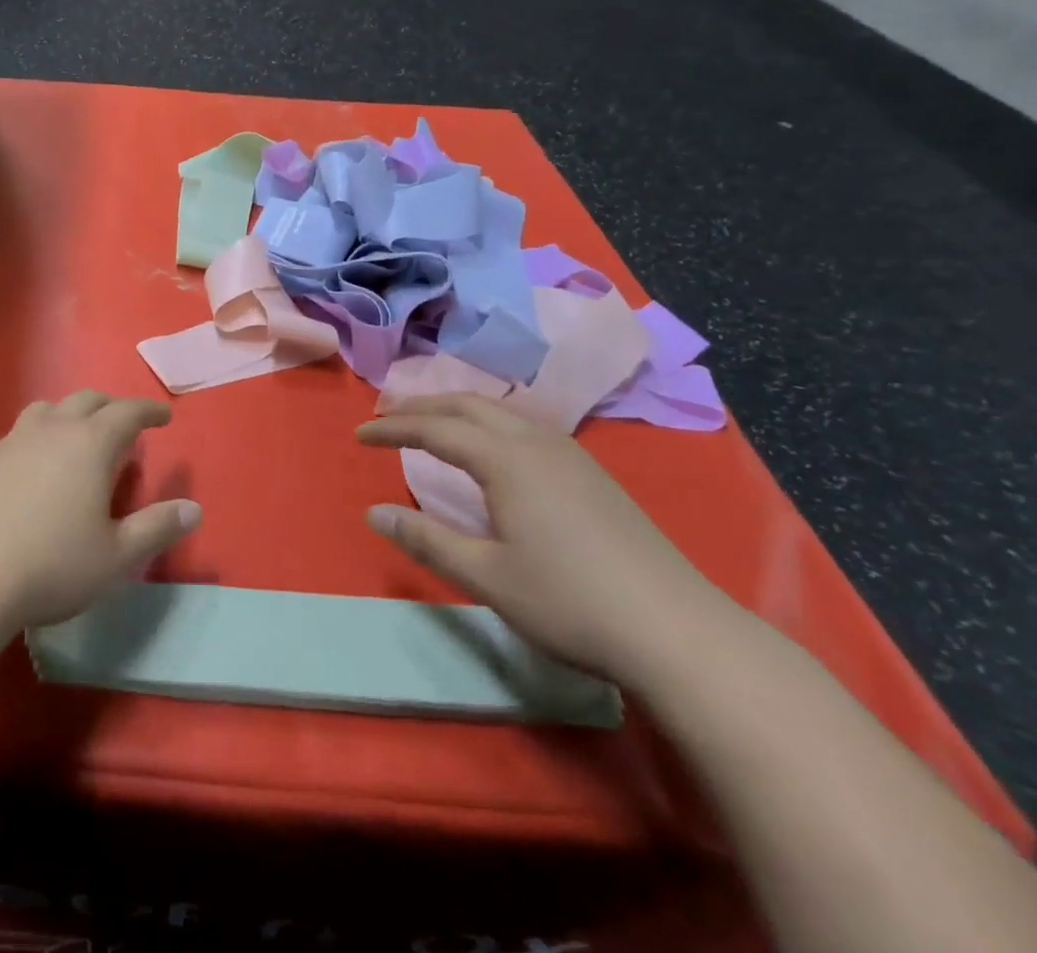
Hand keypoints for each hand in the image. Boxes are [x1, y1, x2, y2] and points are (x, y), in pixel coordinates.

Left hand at [0, 391, 201, 633]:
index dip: (149, 411)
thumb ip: (157, 529)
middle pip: (87, 401)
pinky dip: (41, 435)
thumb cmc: (51, 566)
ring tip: (78, 438)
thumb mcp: (116, 557)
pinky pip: (21, 432)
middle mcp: (52, 430)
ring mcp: (12, 441)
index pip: (127, 412)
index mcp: (90, 444)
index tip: (164, 415)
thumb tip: (193, 509)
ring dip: (71, 414)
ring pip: (48, 409)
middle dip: (112, 408)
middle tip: (126, 426)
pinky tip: (36, 467)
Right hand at [358, 394, 730, 685]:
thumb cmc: (569, 601)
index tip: (359, 435)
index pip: (435, 429)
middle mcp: (535, 442)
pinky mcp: (592, 473)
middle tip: (386, 417)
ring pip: (500, 411)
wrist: (678, 631)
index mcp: (505, 460)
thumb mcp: (486, 576)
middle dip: (422, 406)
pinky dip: (487, 423)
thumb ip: (426, 540)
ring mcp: (570, 455)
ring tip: (430, 425)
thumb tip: (373, 513)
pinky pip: (524, 427)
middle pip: (468, 405)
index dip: (393, 429)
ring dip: (456, 410)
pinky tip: (490, 449)